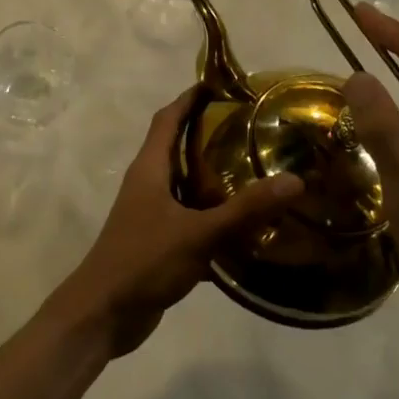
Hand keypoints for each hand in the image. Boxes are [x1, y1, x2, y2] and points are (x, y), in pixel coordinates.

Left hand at [46, 87, 300, 356]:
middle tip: (250, 128)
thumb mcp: (197, 233)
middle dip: (208, 135)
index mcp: (149, 168)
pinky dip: (213, 218)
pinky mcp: (158, 242)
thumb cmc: (143, 260)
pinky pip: (190, 219)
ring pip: (185, 186)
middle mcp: (148, 184)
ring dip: (213, 178)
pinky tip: (245, 228)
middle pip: (177, 148)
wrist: (103, 314)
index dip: (189, 99)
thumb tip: (294, 180)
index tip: (220, 84)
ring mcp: (151, 214)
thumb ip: (244, 210)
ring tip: (254, 171)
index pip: (167, 118)